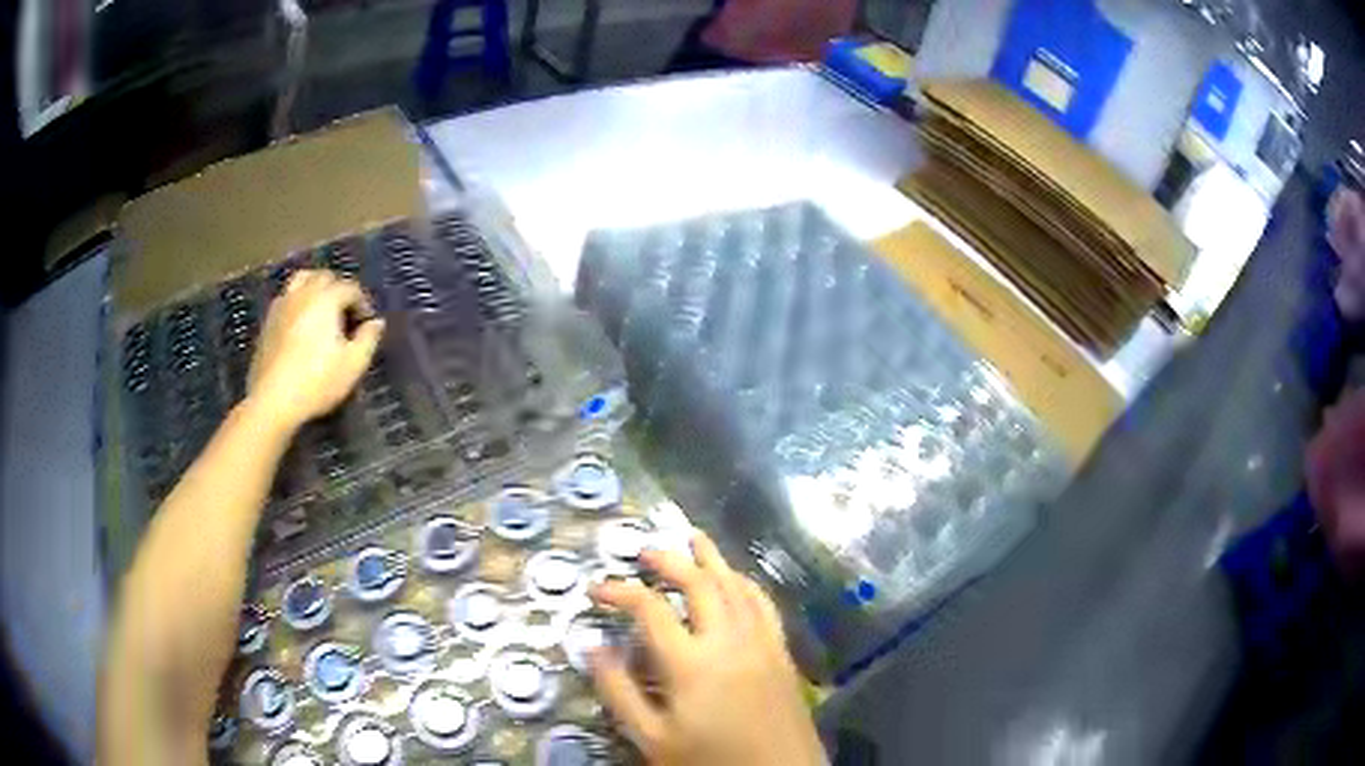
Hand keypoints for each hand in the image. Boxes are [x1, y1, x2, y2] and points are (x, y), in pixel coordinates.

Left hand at [247, 270, 383, 430]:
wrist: (273, 400)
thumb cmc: (317, 381)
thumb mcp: (353, 364)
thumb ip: (368, 339)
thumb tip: (377, 322)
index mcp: (326, 298)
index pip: (351, 288)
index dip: (363, 303)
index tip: (367, 324)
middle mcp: (304, 292)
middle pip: (325, 277)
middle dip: (340, 290)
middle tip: (346, 315)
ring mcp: (283, 304)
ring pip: (302, 280)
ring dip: (316, 288)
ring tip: (322, 309)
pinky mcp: (268, 320)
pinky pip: (287, 297)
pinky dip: (299, 300)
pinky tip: (301, 322)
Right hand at [589, 532, 825, 765]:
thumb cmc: (710, 761)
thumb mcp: (651, 738)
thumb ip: (619, 691)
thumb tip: (592, 646)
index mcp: (692, 662)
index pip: (650, 609)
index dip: (619, 590)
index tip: (596, 588)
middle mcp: (729, 640)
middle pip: (699, 583)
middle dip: (669, 559)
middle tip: (644, 549)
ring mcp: (762, 642)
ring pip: (736, 585)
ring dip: (711, 558)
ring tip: (691, 538)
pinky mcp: (782, 651)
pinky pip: (764, 604)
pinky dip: (745, 582)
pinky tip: (736, 579)